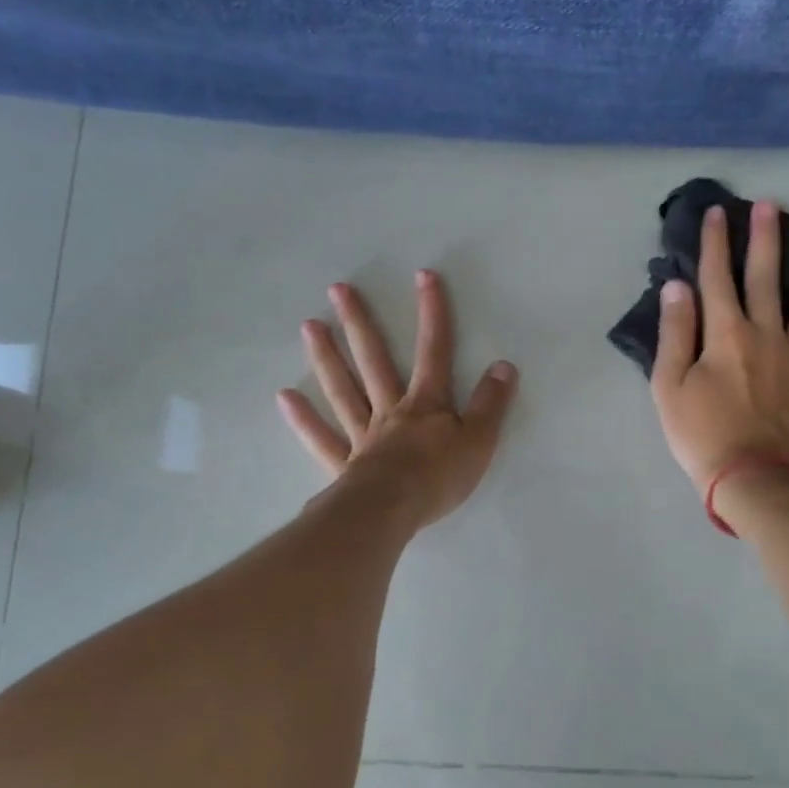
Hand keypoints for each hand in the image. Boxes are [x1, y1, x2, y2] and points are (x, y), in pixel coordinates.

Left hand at [278, 270, 517, 529]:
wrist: (391, 512)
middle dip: (359, 323)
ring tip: (309, 326)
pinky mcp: (344, 465)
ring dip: (327, 357)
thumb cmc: (438, 477)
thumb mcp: (480, 440)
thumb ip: (491, 403)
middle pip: (374, 360)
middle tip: (337, 289)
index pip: (434, 350)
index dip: (432, 312)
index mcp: (426, 404)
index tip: (423, 275)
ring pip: (343, 390)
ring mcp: (363, 436)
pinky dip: (304, 419)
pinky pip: (321, 438)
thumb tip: (504, 365)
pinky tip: (285, 398)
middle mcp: (390, 410)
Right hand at [652, 201, 788, 494]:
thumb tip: (677, 287)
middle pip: (766, 279)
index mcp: (725, 334)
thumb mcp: (669, 386)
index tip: (716, 212)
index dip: (714, 244)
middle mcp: (766, 335)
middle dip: (765, 240)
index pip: (716, 278)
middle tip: (772, 205)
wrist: (752, 479)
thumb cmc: (702, 434)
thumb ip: (675, 333)